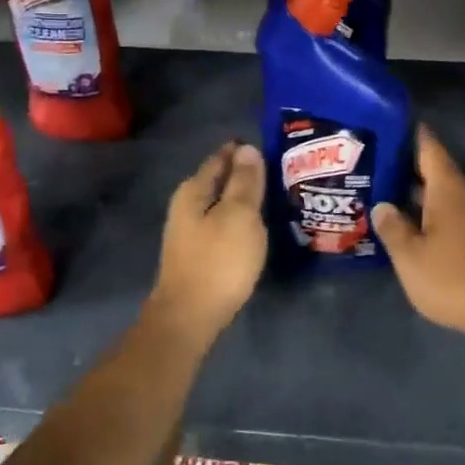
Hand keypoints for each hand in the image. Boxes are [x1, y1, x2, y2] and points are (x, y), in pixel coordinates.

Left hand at [151, 142, 267, 336]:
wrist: (190, 317)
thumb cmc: (218, 261)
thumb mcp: (239, 215)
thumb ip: (245, 182)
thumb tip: (248, 149)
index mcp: (193, 190)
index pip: (220, 158)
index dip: (243, 151)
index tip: (270, 147)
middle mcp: (186, 206)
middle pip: (217, 180)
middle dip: (243, 174)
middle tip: (278, 170)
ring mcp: (189, 232)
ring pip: (219, 203)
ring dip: (241, 198)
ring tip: (271, 196)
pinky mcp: (197, 254)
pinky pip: (221, 224)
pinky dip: (237, 219)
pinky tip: (254, 227)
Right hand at [374, 126, 464, 341]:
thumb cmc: (454, 278)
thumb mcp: (411, 258)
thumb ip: (394, 229)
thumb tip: (383, 206)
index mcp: (449, 193)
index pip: (431, 152)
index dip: (416, 136)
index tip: (400, 123)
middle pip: (441, 175)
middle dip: (415, 170)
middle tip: (384, 166)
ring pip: (451, 200)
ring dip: (427, 197)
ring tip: (399, 199)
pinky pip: (460, 219)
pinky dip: (440, 218)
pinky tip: (424, 231)